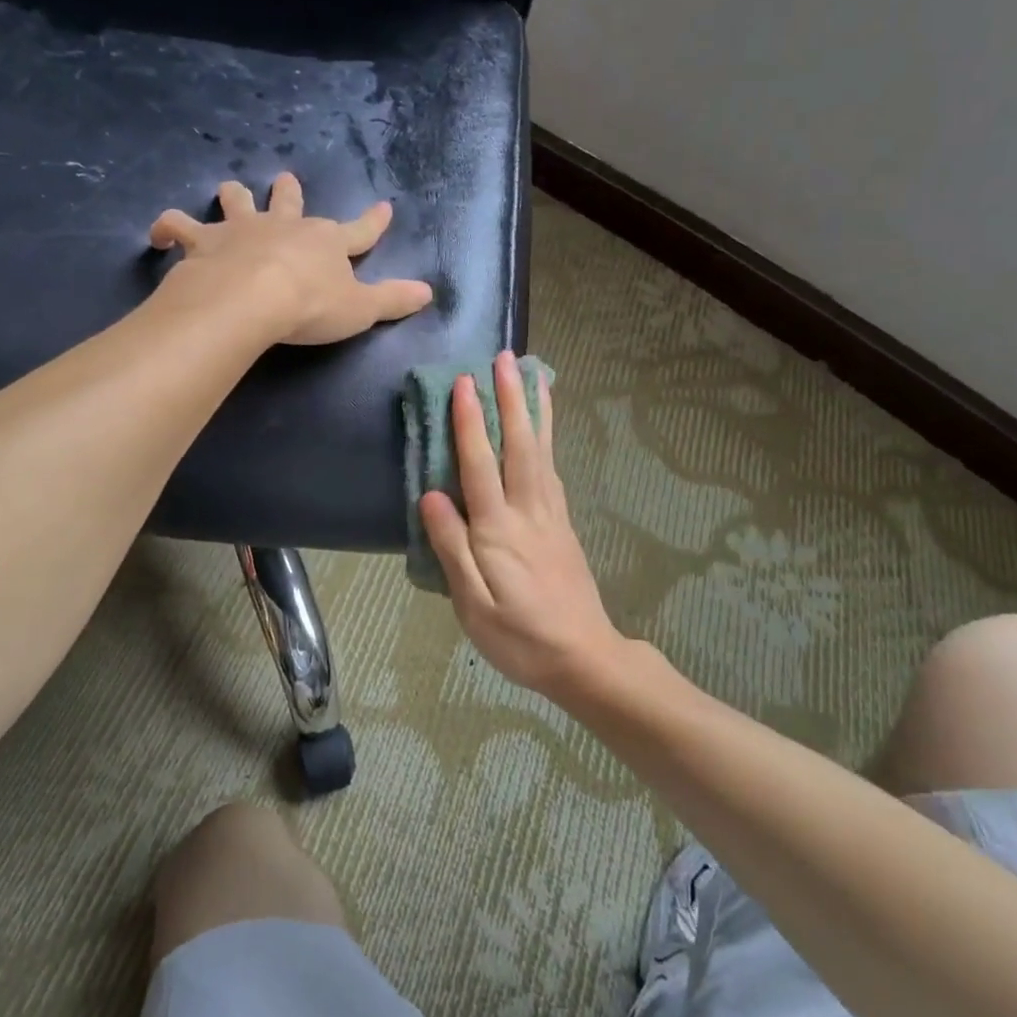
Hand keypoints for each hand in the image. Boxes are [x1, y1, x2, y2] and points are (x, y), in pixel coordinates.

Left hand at [150, 173, 433, 344]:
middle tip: (285, 180)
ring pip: (235, 201)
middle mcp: (284, 226)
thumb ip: (393, 300)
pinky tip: (157, 236)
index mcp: (326, 242)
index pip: (359, 231)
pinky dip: (166, 228)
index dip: (374, 222)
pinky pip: (177, 227)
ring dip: (232, 197)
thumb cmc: (311, 305)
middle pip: (288, 201)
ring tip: (227, 193)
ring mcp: (241, 229)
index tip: (385, 207)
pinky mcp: (203, 241)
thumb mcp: (362, 309)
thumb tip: (429, 293)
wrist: (253, 298)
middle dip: (289, 192)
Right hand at [419, 351, 625, 696]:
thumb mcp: (472, 604)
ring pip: (543, 452)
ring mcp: (551, 516)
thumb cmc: (519, 637)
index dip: (470, 422)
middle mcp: (528, 511)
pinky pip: (554, 470)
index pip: (480, 464)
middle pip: (519, 445)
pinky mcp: (564, 525)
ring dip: (536, 410)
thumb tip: (431, 495)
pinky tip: (546, 430)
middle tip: (505, 357)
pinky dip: (550, 440)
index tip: (465, 381)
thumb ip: (452, 548)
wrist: (584, 658)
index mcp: (499, 530)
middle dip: (511, 399)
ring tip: (535, 375)